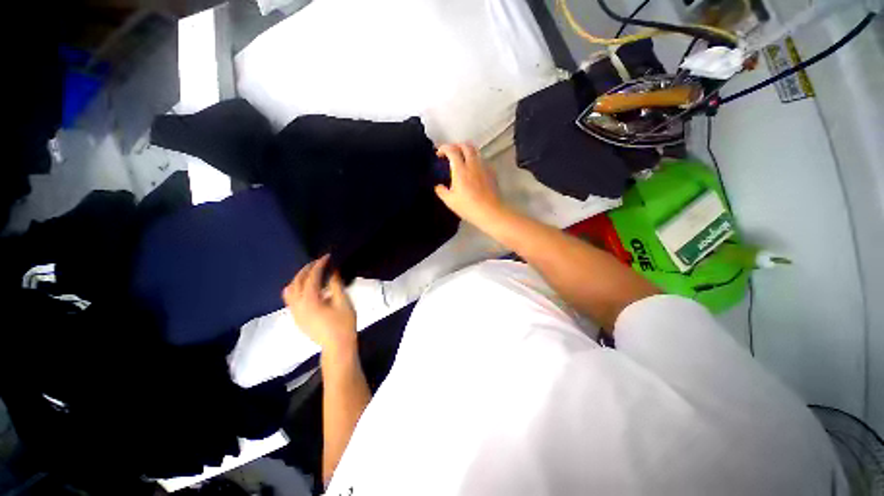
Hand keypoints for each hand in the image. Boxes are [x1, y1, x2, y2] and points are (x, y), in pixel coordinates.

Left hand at [283, 255, 356, 355]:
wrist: (337, 346)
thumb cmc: (343, 324)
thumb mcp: (343, 302)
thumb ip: (335, 285)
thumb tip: (332, 272)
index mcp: (310, 301)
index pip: (312, 277)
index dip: (319, 265)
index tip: (328, 257)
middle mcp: (298, 305)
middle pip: (296, 282)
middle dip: (306, 270)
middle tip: (319, 262)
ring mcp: (295, 313)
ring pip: (289, 291)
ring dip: (299, 279)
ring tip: (312, 274)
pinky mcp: (297, 318)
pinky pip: (291, 299)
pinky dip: (297, 289)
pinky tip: (309, 289)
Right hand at [434, 143, 505, 228]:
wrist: (490, 211)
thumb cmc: (468, 207)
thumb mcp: (450, 201)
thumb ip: (442, 191)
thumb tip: (438, 186)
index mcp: (461, 169)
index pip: (452, 150)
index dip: (444, 148)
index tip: (439, 153)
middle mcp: (473, 164)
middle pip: (466, 145)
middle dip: (456, 145)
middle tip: (450, 152)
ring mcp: (484, 167)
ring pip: (476, 150)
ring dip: (467, 150)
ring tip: (462, 158)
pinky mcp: (491, 172)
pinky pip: (482, 159)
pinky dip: (475, 159)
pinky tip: (473, 169)